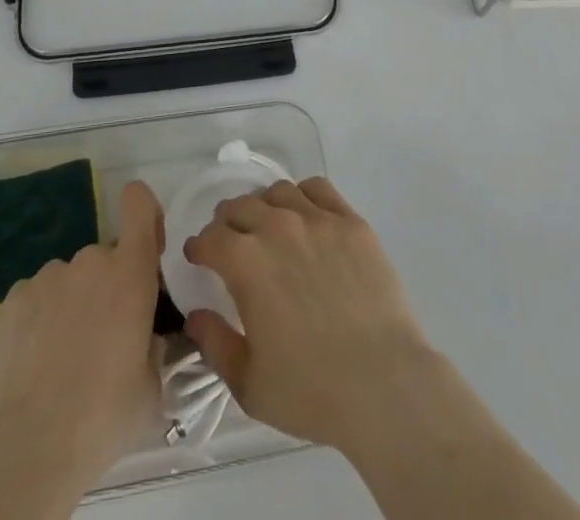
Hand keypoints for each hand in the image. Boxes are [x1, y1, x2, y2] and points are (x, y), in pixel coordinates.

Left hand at [0, 180, 164, 488]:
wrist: (31, 445)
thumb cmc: (105, 414)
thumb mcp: (151, 384)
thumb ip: (153, 345)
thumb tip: (146, 338)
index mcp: (131, 272)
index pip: (138, 205)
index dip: (143, 211)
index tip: (146, 242)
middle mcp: (91, 260)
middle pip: (105, 258)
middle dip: (106, 288)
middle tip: (102, 338)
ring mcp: (50, 275)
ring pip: (69, 280)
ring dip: (72, 304)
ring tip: (62, 357)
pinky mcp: (14, 297)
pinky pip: (37, 297)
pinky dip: (40, 318)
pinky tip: (35, 360)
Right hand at [181, 177, 438, 455]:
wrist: (383, 383)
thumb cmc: (311, 390)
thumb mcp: (249, 384)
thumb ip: (215, 345)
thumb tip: (195, 315)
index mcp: (246, 262)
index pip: (210, 238)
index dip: (199, 247)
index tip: (199, 257)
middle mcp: (277, 227)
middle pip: (240, 206)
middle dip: (227, 222)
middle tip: (229, 240)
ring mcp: (317, 219)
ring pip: (278, 192)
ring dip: (263, 205)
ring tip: (267, 225)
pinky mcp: (350, 221)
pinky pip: (318, 189)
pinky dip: (303, 195)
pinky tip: (304, 215)